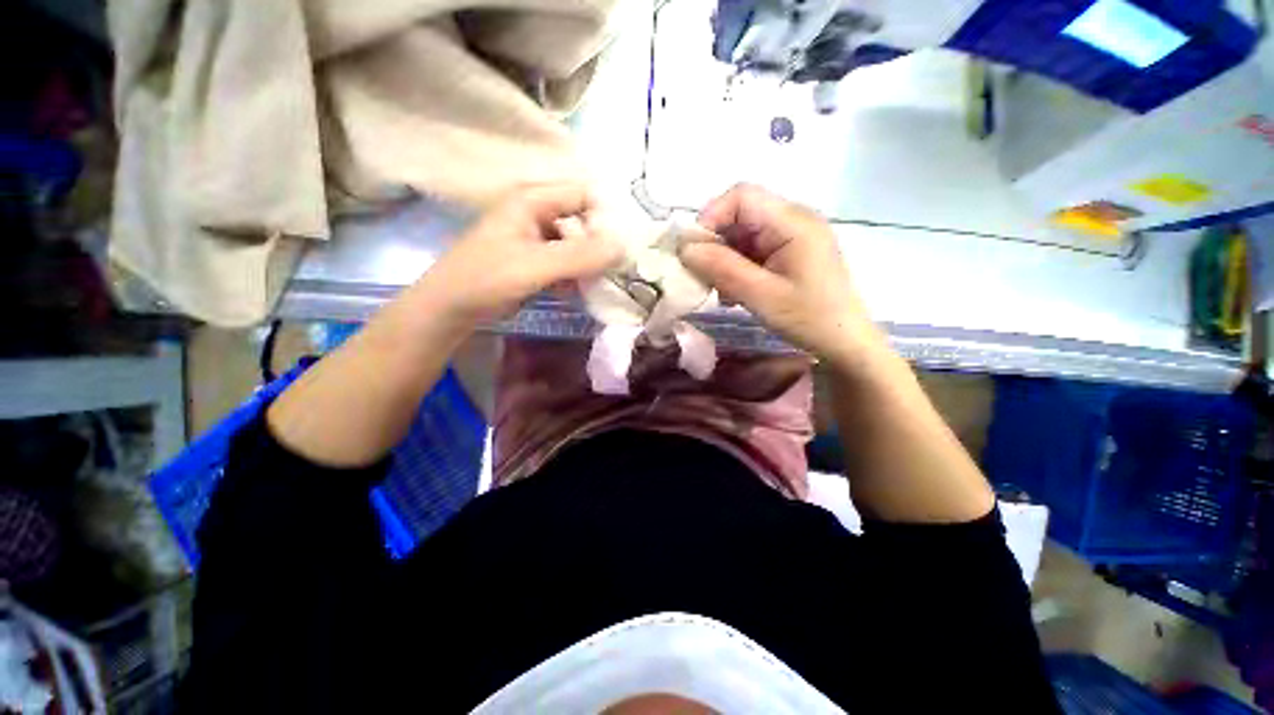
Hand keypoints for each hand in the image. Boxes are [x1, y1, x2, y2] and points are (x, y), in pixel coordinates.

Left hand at [415, 184, 624, 330]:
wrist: (451, 308)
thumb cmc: (487, 278)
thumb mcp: (536, 265)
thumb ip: (580, 256)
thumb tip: (624, 247)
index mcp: (533, 200)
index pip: (583, 195)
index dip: (605, 216)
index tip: (622, 245)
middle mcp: (537, 213)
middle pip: (582, 220)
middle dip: (599, 244)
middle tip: (615, 268)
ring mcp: (536, 238)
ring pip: (575, 243)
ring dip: (588, 262)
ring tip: (600, 282)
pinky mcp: (535, 260)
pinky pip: (565, 261)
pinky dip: (575, 274)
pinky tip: (579, 289)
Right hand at [680, 184, 884, 367]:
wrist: (844, 342)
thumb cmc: (809, 318)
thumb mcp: (762, 295)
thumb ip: (722, 268)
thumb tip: (684, 248)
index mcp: (793, 221)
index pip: (741, 196)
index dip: (710, 217)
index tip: (693, 253)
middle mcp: (792, 219)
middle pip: (739, 214)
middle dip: (715, 243)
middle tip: (703, 277)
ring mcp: (791, 235)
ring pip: (742, 234)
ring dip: (724, 259)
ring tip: (721, 290)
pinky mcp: (788, 252)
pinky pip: (752, 249)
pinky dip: (736, 267)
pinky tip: (735, 293)